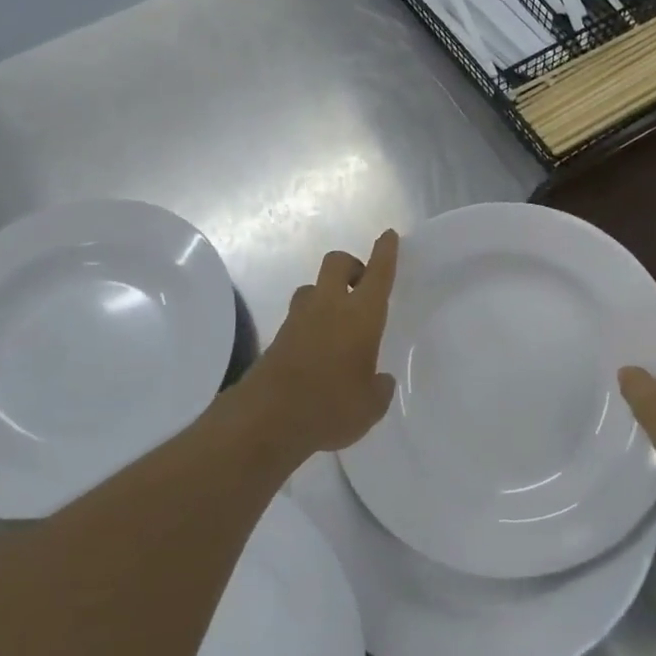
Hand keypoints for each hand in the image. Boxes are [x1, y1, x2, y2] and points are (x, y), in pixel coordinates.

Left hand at [243, 230, 399, 455]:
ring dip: (326, 294)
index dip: (385, 252)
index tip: (388, 236)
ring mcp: (298, 319)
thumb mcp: (370, 406)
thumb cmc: (331, 406)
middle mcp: (329, 306)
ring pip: (313, 288)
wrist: (267, 420)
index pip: (377, 274)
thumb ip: (379, 388)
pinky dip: (310, 322)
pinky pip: (298, 317)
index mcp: (360, 315)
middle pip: (337, 263)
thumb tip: (380, 381)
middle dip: (351, 265)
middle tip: (361, 287)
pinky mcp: (277, 337)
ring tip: (337, 322)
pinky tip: (319, 350)